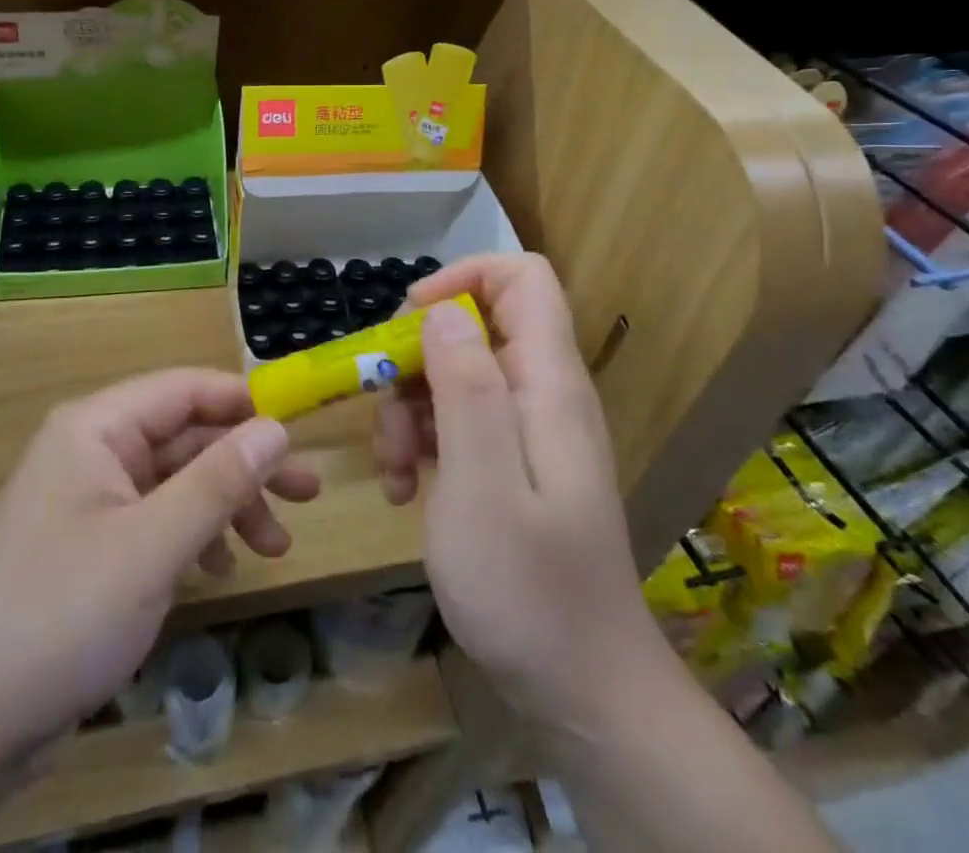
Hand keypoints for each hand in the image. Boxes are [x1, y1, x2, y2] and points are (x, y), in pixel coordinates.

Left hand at [0, 369, 319, 761]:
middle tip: (308, 493)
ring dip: (226, 505)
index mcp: (96, 427)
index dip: (244, 402)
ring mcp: (89, 499)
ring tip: (274, 547)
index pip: (184, 389)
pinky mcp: (89, 545)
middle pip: (185, 437)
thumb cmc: (60, 615)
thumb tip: (276, 427)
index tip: (300, 429)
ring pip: (176, 481)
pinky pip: (155, 519)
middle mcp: (92, 450)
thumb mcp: (152, 545)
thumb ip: (218, 481)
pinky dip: (193, 536)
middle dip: (245, 465)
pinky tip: (217, 569)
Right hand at [372, 253, 652, 728]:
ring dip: (409, 409)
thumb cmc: (529, 589)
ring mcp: (525, 430)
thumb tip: (442, 310)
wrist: (583, 690)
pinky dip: (422, 442)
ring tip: (393, 470)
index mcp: (547, 381)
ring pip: (454, 374)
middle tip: (385, 412)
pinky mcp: (509, 463)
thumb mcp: (482, 484)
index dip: (463, 278)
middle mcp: (540, 392)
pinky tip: (406, 491)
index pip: (521, 278)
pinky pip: (457, 421)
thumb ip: (466, 388)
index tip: (410, 320)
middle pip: (473, 325)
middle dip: (416, 358)